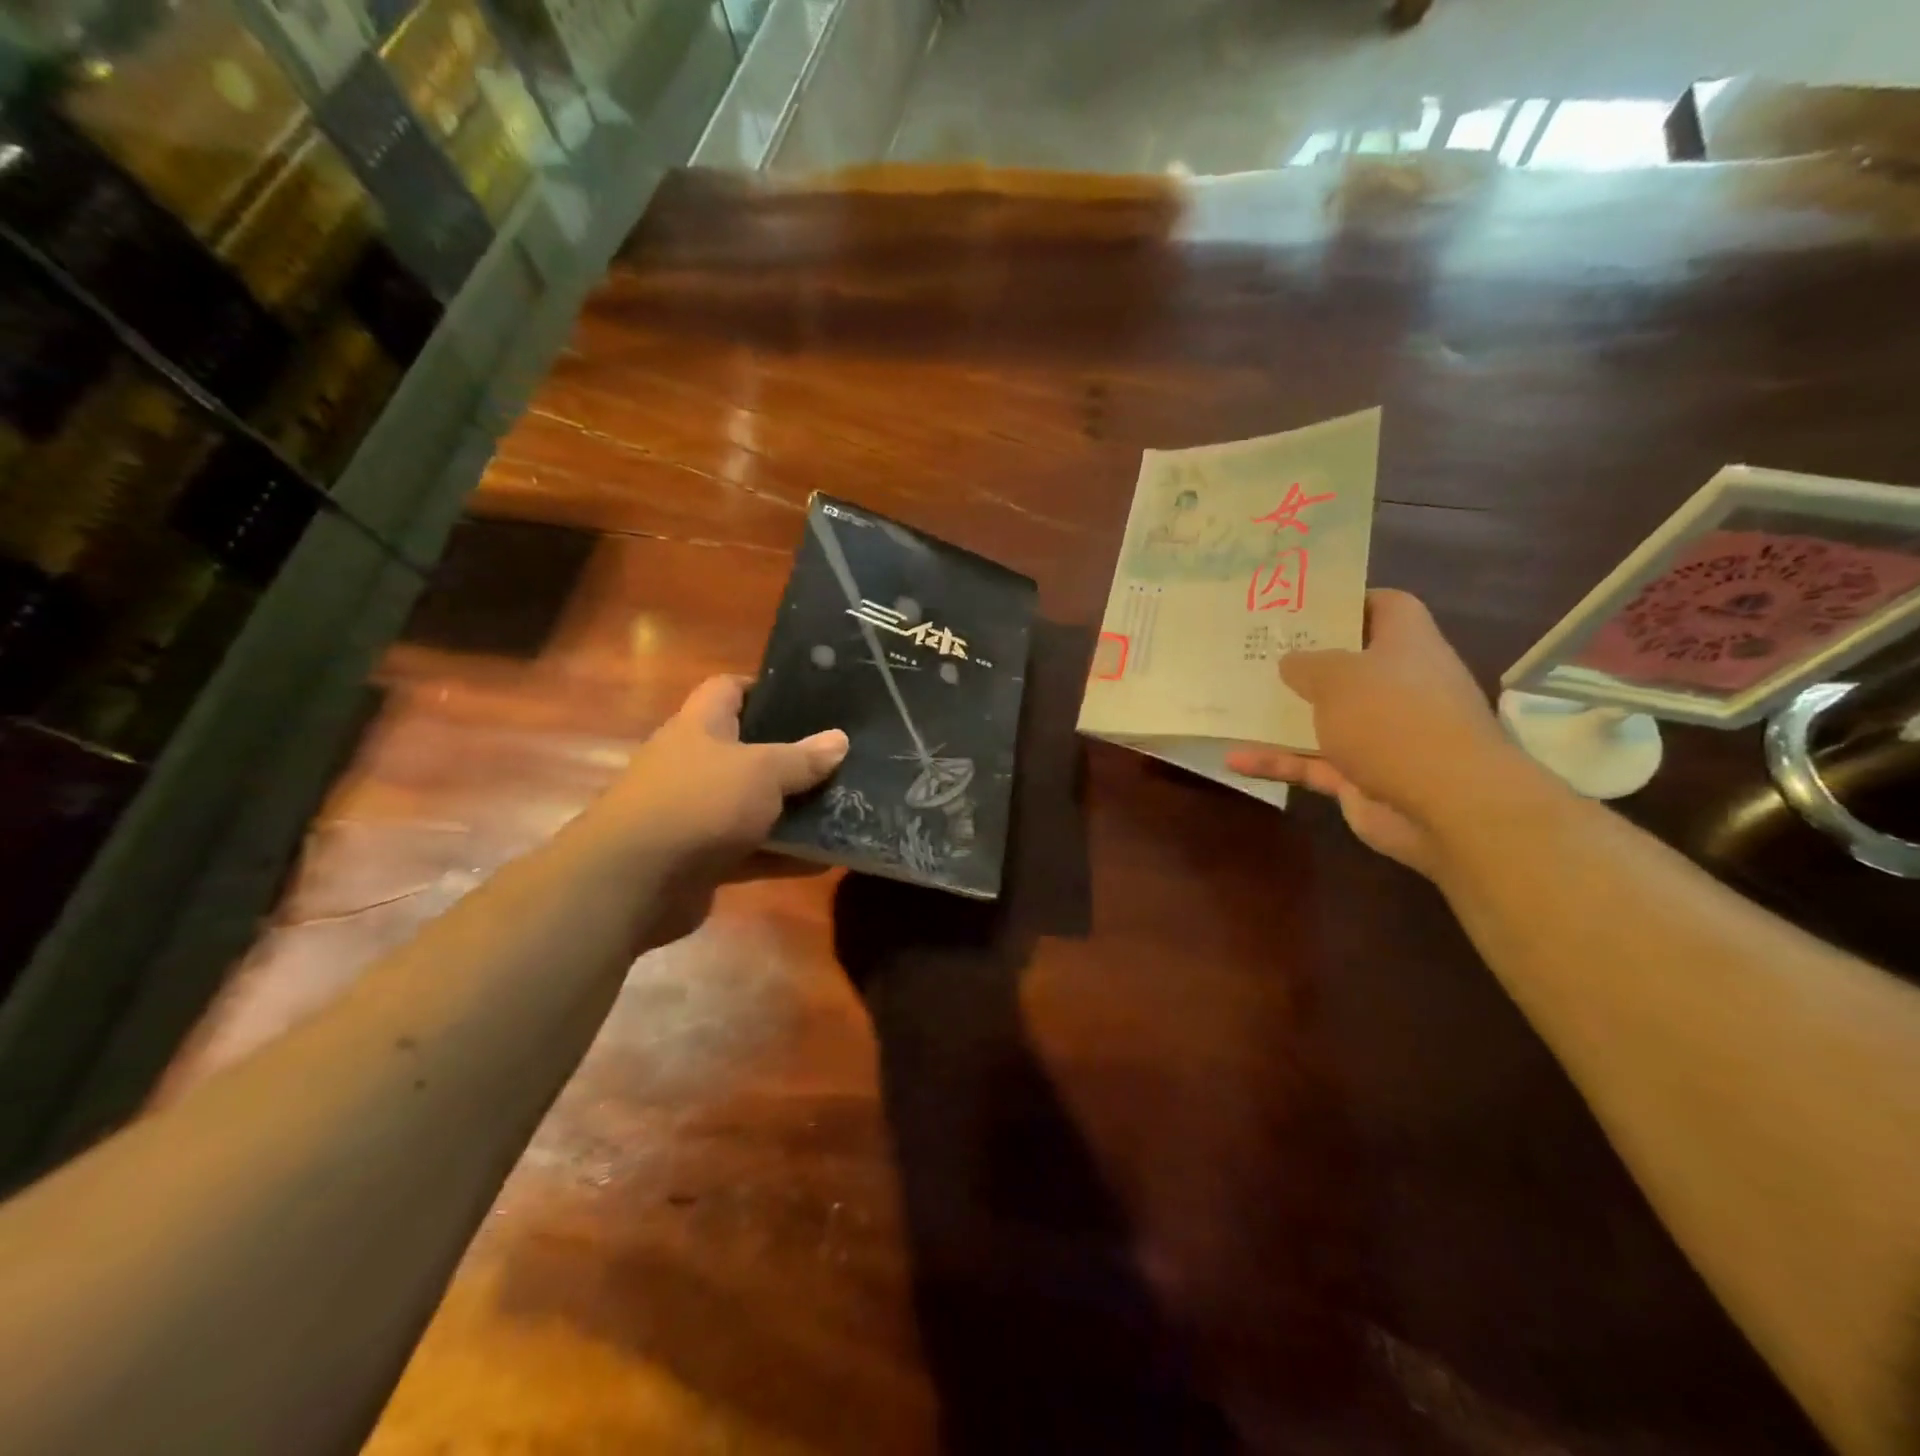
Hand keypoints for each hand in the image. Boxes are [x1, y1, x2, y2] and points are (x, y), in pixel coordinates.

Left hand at [587, 676, 847, 943]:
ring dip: (793, 810)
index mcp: (700, 727)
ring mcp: (697, 813)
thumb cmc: (699, 802)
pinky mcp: (702, 858)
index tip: (809, 697)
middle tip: (839, 757)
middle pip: (748, 750)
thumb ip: (803, 757)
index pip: (728, 689)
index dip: (765, 687)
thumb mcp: (762, 772)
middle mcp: (694, 765)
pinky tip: (826, 859)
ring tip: (844, 807)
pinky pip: (752, 851)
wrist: (633, 882)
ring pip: (754, 805)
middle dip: (792, 754)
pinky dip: (784, 855)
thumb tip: (840, 740)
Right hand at [1226, 591, 1519, 877]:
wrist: (1445, 803)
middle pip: (1350, 665)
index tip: (1303, 605)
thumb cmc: (1393, 718)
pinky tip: (1233, 759)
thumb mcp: (1339, 677)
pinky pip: (1311, 763)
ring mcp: (1381, 735)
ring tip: (1237, 702)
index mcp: (1406, 646)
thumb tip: (1290, 661)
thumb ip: (1307, 664)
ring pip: (1325, 718)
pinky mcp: (1362, 777)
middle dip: (1306, 660)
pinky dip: (1277, 761)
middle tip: (1257, 650)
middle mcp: (1398, 686)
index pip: (1386, 607)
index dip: (1349, 601)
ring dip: (1284, 715)